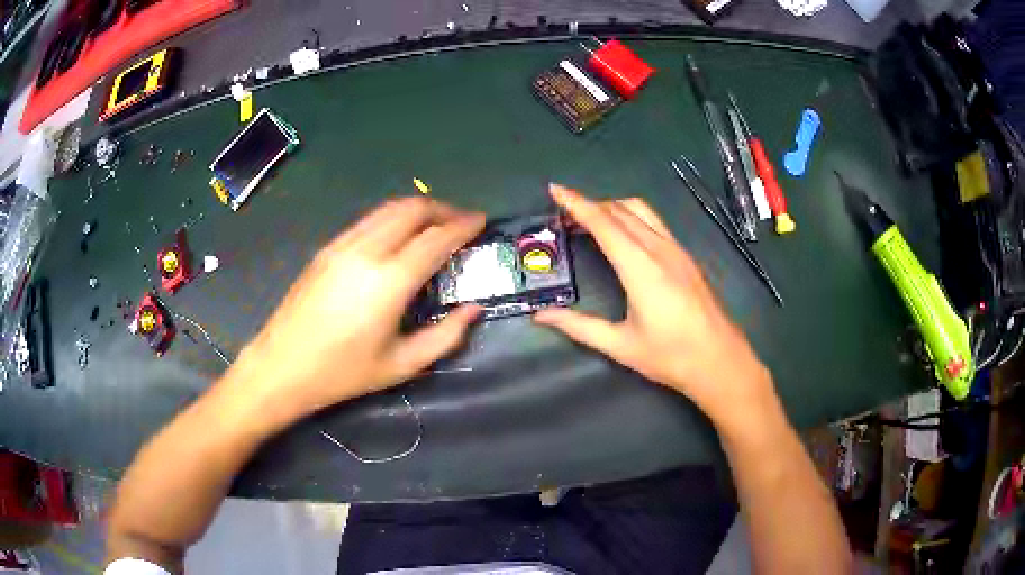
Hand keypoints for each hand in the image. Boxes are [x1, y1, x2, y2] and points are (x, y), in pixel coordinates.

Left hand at [226, 197, 484, 422]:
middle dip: (443, 209)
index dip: (463, 226)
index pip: (436, 237)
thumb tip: (473, 309)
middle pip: (412, 209)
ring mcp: (342, 244)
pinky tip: (399, 238)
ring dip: (418, 210)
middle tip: (461, 222)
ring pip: (388, 209)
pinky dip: (393, 218)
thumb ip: (445, 336)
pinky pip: (369, 220)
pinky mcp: (327, 248)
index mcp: (389, 280)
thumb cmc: (343, 373)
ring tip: (434, 226)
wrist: (282, 366)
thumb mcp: (402, 364)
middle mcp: (367, 250)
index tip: (482, 222)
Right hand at [534, 184, 778, 428]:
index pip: (604, 223)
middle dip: (590, 205)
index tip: (555, 189)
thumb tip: (541, 317)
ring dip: (612, 208)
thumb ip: (579, 327)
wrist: (721, 362)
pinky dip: (631, 218)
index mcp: (641, 268)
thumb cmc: (671, 357)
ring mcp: (677, 250)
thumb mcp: (621, 345)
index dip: (576, 203)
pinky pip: (655, 224)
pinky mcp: (686, 257)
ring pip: (641, 212)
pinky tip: (623, 237)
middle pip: (621, 211)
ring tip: (590, 221)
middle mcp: (660, 250)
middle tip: (564, 216)